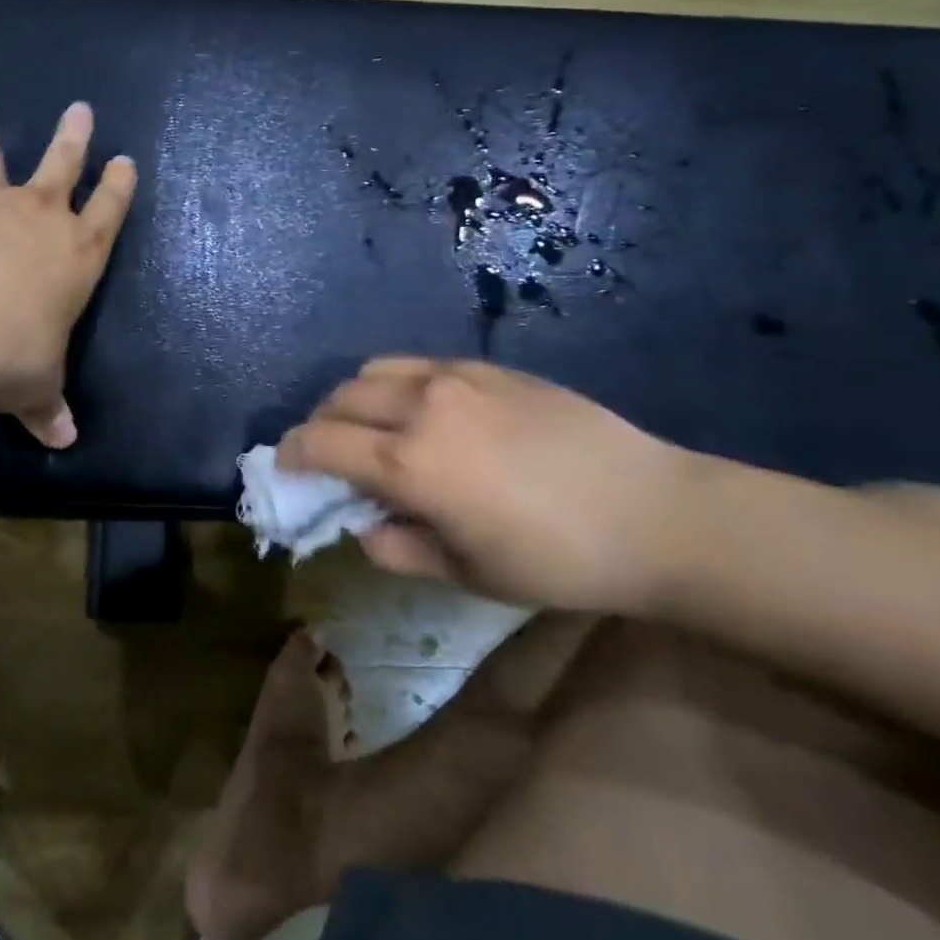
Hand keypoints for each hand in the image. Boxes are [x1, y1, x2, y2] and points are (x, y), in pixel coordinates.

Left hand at [0, 96, 136, 447]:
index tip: (124, 159)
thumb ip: (48, 407)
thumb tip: (64, 441)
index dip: (118, 186)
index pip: (109, 211)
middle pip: (62, 165)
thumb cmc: (7, 357)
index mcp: (75, 256)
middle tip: (79, 108)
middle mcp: (38, 217)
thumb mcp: (35, 387)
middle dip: (73, 137)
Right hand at [278, 359, 699, 614]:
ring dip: (356, 398)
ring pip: (375, 370)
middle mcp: (421, 407)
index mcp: (408, 463)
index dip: (292, 454)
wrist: (653, 513)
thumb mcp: (468, 574)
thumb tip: (364, 527)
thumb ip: (398, 549)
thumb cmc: (556, 559)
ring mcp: (456, 379)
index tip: (286, 468)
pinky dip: (400, 385)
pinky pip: (421, 365)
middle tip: (329, 453)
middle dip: (320, 425)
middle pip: (340, 398)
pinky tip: (427, 412)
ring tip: (373, 426)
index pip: (320, 443)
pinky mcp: (488, 367)